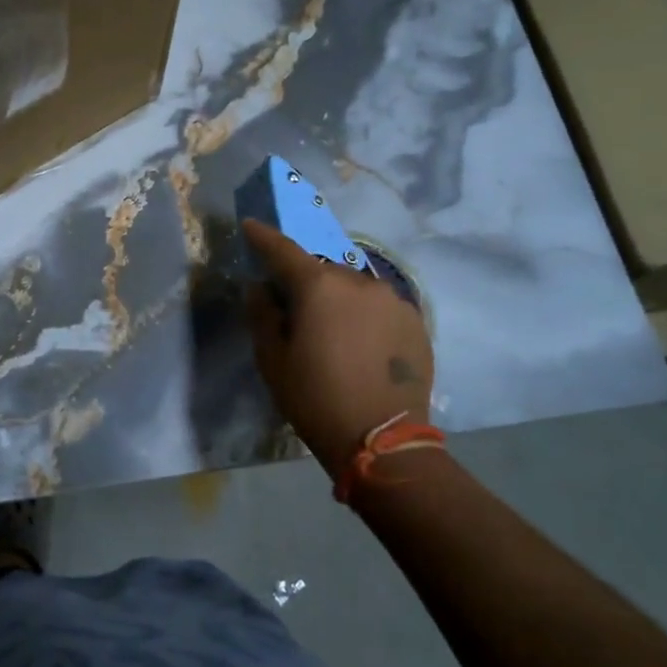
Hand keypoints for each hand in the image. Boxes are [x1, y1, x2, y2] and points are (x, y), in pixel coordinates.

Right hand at [243, 218, 435, 477]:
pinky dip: (364, 314)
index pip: (283, 249)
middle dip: (305, 281)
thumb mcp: (272, 359)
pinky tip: (361, 343)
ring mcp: (392, 299)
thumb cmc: (315, 398)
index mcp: (318, 286)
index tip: (250, 226)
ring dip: (338, 298)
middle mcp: (358, 281)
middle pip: (322, 270)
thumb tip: (259, 287)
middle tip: (295, 308)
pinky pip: (379, 306)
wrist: (382, 440)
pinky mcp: (415, 320)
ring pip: (354, 287)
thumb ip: (262, 314)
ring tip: (333, 330)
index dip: (263, 237)